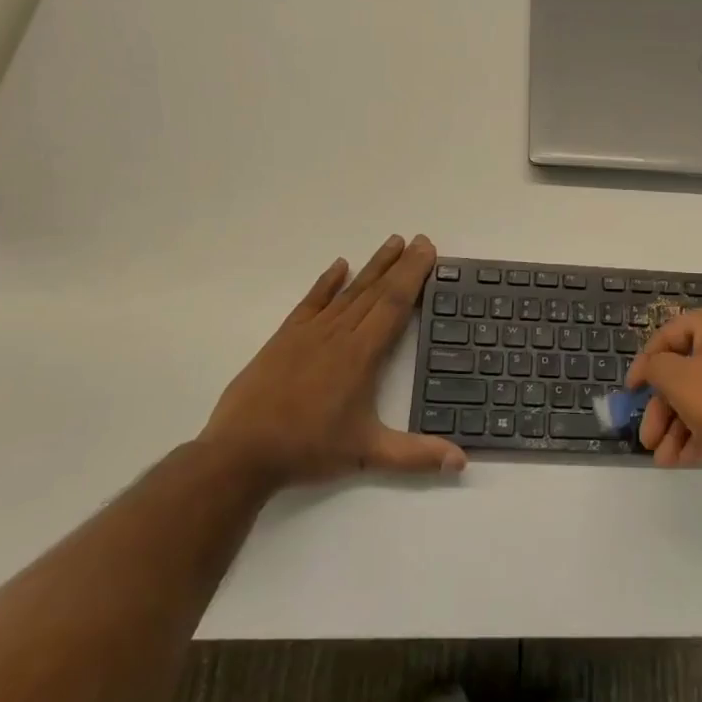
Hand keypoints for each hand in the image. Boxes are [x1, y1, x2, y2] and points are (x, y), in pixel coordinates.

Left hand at [200, 234, 465, 486]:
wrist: (240, 453)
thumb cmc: (308, 449)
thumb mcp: (367, 454)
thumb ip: (416, 455)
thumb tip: (462, 461)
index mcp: (361, 355)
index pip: (394, 304)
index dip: (413, 275)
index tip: (427, 250)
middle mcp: (338, 334)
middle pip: (375, 290)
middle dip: (400, 264)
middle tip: (419, 239)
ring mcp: (309, 333)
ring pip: (348, 292)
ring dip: (372, 266)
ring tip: (391, 243)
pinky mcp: (284, 338)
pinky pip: (310, 302)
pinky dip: (326, 282)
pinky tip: (339, 266)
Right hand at [627, 302, 701, 497]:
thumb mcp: (682, 382)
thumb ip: (656, 368)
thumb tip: (653, 366)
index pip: (669, 334)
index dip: (644, 365)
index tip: (629, 395)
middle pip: (689, 367)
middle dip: (663, 407)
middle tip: (647, 440)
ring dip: (681, 424)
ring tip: (664, 460)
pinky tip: (688, 458)